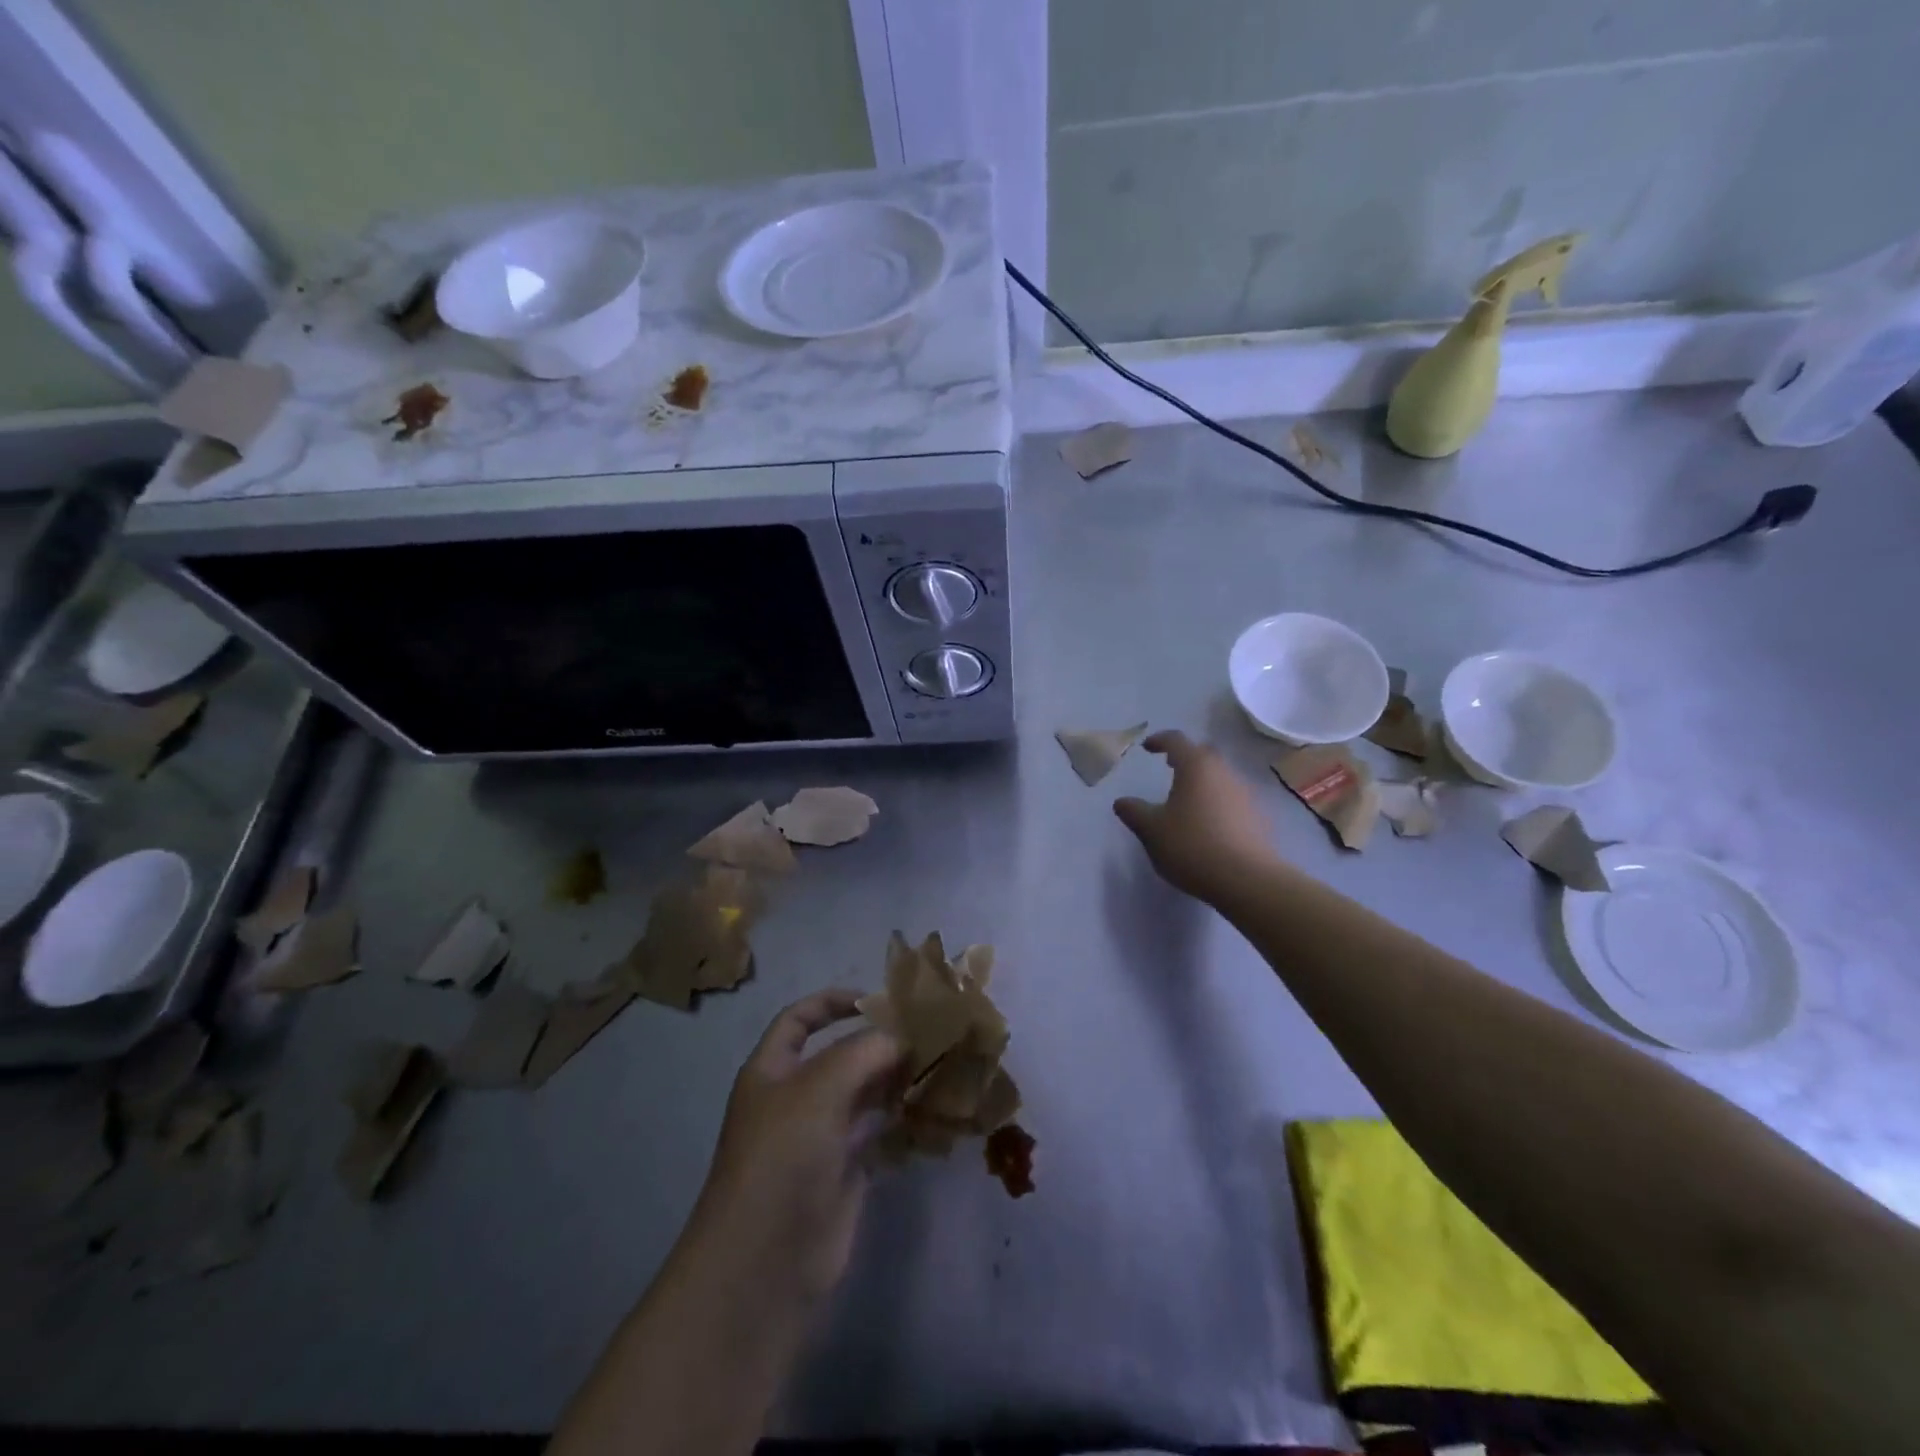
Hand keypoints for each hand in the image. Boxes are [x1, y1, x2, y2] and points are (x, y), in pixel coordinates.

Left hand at [687, 990, 903, 1306]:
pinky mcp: (846, 1172)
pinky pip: (879, 1132)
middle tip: (930, 1031)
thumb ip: (865, 1052)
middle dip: (880, 1042)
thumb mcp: (819, 1088)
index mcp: (773, 1070)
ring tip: (940, 1063)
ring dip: (897, 1078)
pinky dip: (903, 1118)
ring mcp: (821, 1137)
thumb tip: (904, 1036)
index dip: (833, 1002)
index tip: (878, 999)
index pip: (800, 1019)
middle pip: (841, 1055)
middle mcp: (796, 1098)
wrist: (765, 1265)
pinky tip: (934, 1107)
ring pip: (865, 1094)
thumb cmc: (782, 1158)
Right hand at [1114, 730, 1280, 903]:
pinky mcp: (1258, 817)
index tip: (1147, 748)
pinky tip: (1209, 823)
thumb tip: (1122, 802)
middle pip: (1204, 753)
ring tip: (1187, 799)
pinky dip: (1218, 802)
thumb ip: (1134, 812)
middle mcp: (1223, 772)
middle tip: (1170, 767)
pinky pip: (1233, 799)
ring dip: (1204, 780)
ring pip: (1221, 776)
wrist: (1246, 879)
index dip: (1160, 740)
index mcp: (1195, 767)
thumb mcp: (1151, 830)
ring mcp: (1245, 794)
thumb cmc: (1191, 845)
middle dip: (1186, 757)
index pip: (1176, 740)